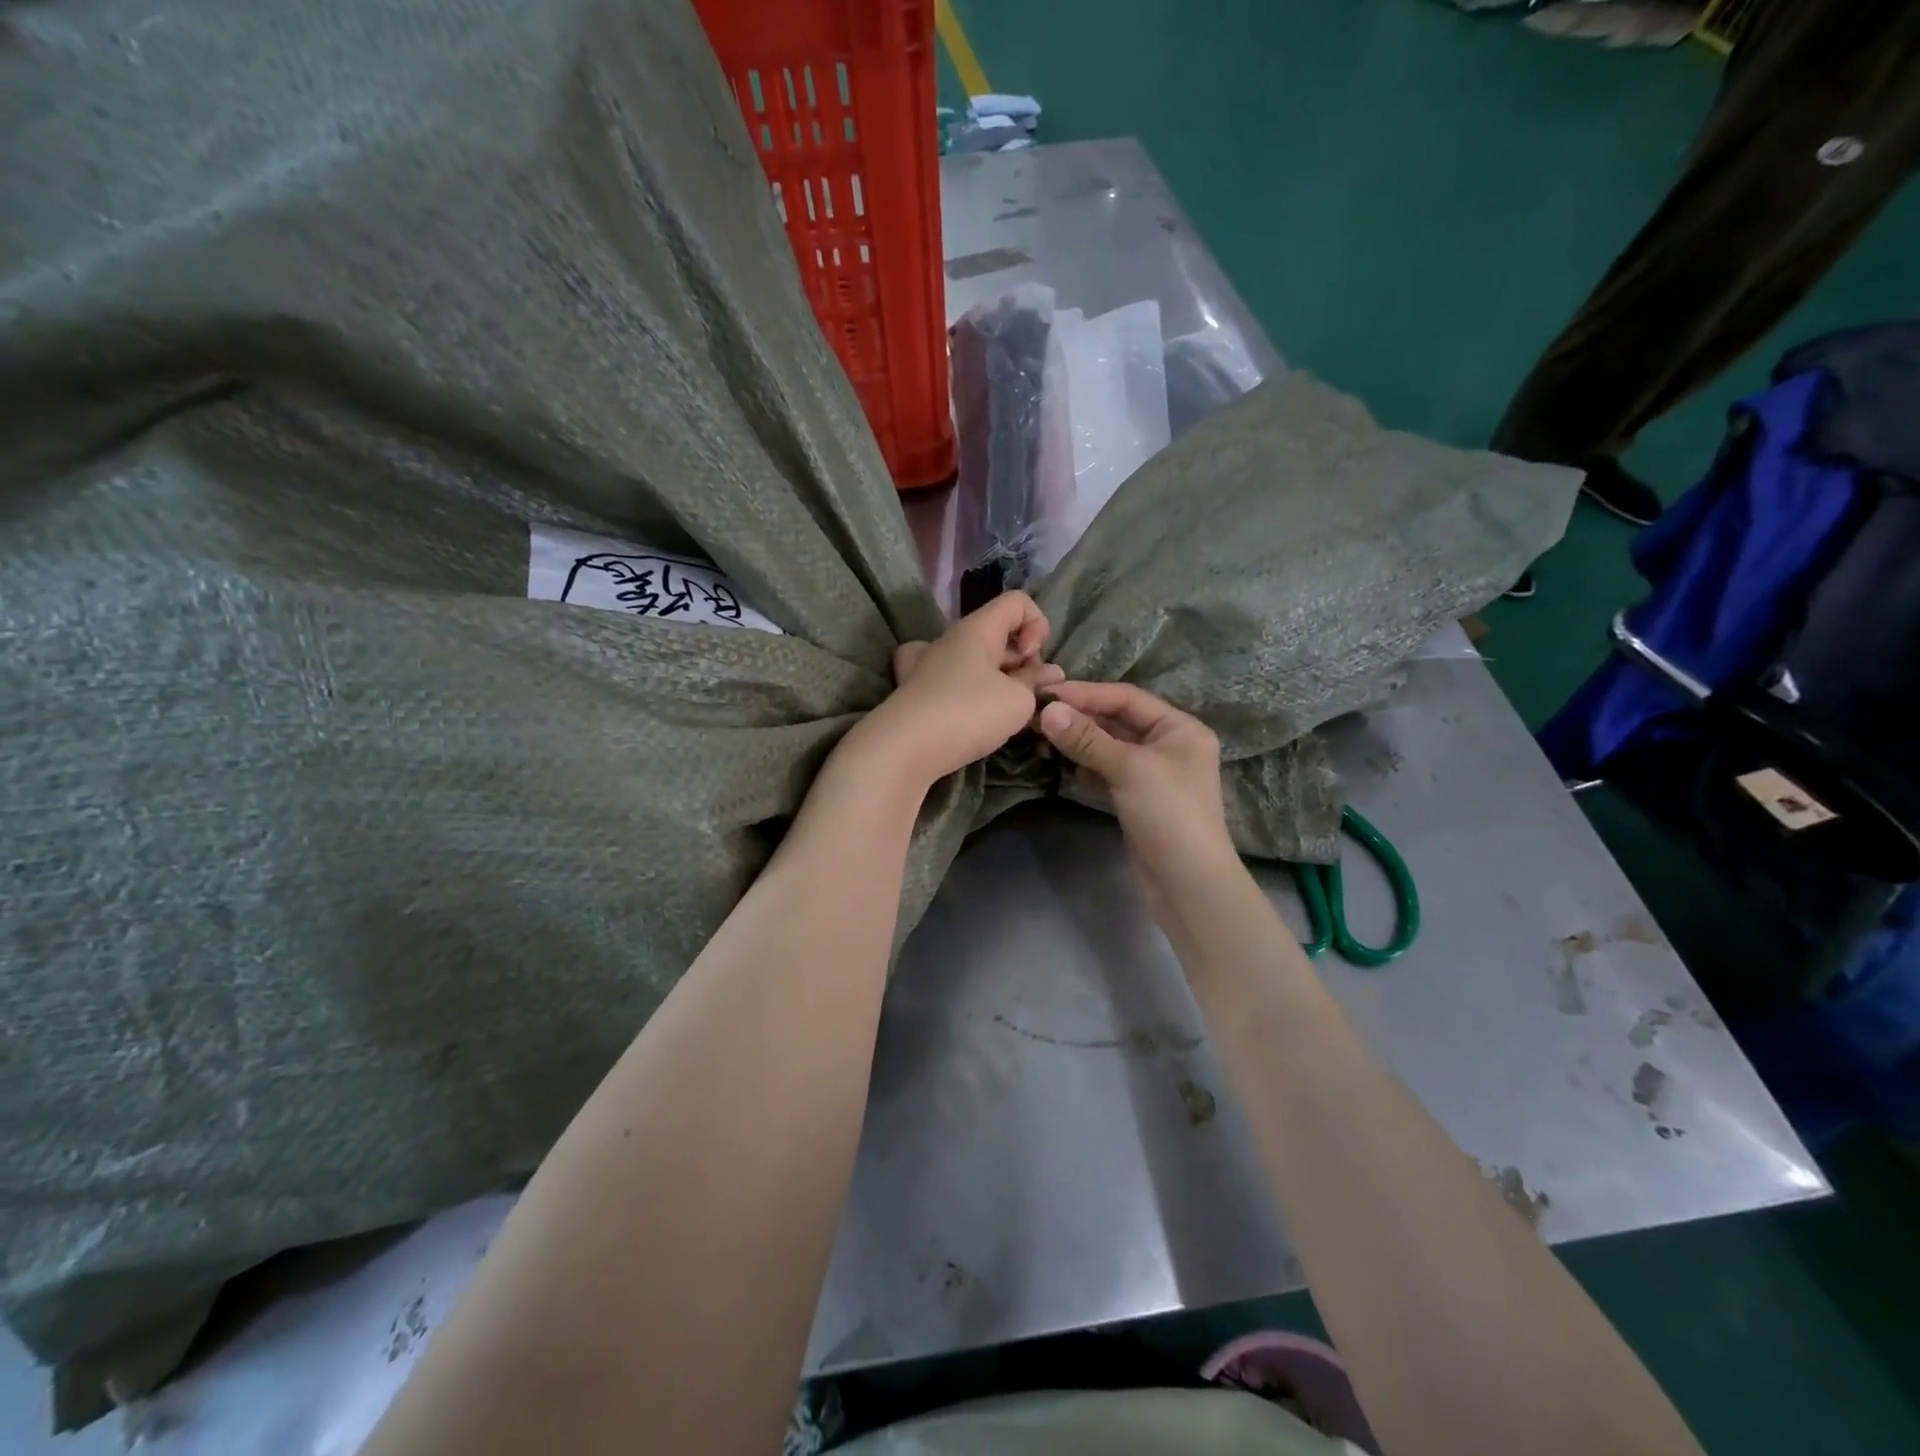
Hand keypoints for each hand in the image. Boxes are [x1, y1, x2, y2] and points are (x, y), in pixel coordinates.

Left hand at [851, 592, 1062, 788]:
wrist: (903, 750)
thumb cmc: (967, 714)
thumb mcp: (1018, 701)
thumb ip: (1036, 684)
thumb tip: (1047, 674)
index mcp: (976, 629)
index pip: (1017, 602)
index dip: (1038, 625)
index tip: (1033, 660)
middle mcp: (949, 639)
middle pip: (998, 634)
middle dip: (1022, 660)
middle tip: (1030, 694)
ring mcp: (926, 664)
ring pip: (974, 659)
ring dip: (998, 678)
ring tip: (1006, 710)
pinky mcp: (914, 692)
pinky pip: (949, 679)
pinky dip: (965, 689)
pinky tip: (967, 711)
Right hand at [1038, 681, 1238, 915]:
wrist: (1188, 883)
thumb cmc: (1169, 814)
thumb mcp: (1129, 769)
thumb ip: (1087, 738)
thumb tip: (1047, 710)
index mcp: (1179, 728)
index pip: (1126, 698)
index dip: (1086, 694)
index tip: (1046, 695)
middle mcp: (1168, 745)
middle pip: (1116, 721)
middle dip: (1079, 719)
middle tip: (1037, 719)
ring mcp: (1152, 774)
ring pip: (1108, 748)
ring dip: (1078, 744)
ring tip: (1043, 742)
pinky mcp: (1137, 798)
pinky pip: (1106, 772)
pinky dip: (1085, 768)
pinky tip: (1064, 768)